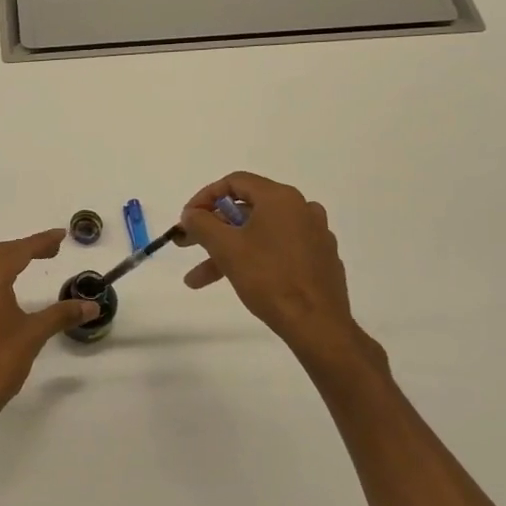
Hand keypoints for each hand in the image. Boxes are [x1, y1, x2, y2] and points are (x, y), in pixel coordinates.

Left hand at [0, 229, 98, 437]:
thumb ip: (62, 315)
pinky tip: (9, 287)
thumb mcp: (34, 335)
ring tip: (32, 261)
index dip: (40, 241)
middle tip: (53, 249)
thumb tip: (91, 305)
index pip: (18, 251)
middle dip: (27, 247)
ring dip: (10, 259)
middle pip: (1, 253)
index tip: (61, 235)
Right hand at [174, 172, 381, 372]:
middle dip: (211, 229)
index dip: (204, 197)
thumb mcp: (225, 248)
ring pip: (259, 233)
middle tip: (186, 244)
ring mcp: (314, 234)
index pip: (235, 182)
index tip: (186, 219)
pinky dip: (253, 258)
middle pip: (246, 209)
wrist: (316, 323)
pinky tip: (237, 279)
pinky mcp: (320, 259)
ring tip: (199, 279)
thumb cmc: (268, 278)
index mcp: (281, 198)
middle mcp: (301, 209)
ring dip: (226, 250)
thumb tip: (191, 213)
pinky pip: (278, 249)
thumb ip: (202, 223)